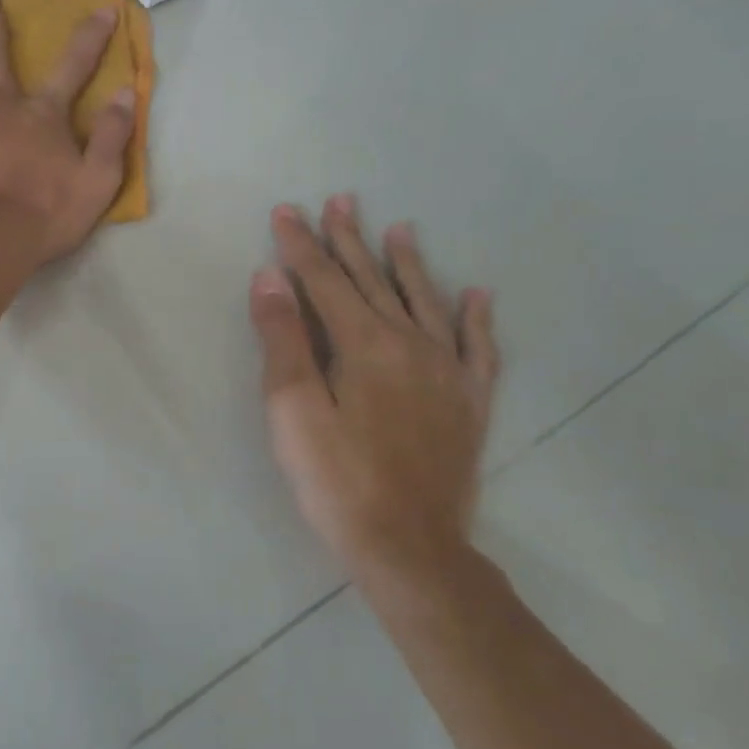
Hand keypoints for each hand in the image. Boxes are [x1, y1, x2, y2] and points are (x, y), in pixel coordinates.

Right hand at [250, 197, 500, 598]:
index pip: (323, 280)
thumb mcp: (292, 408)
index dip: (301, 245)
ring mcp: (447, 371)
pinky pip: (478, 347)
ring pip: (424, 301)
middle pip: (373, 281)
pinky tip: (476, 295)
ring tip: (399, 229)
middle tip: (340, 201)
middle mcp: (411, 343)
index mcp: (364, 343)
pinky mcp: (469, 401)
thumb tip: (270, 276)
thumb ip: (283, 338)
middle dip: (349, 240)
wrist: (409, 547)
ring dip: (407, 263)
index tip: (286, 211)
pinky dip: (475, 317)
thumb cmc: (336, 478)